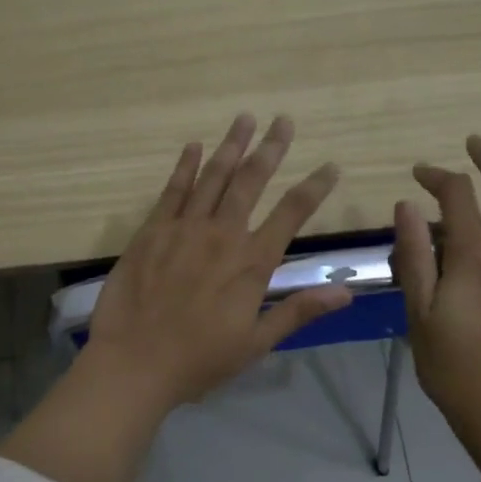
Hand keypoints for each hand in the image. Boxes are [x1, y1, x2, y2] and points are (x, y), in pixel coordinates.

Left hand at [84, 113, 350, 411]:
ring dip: (231, 146)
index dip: (314, 187)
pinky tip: (194, 146)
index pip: (291, 212)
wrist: (135, 362)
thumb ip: (299, 312)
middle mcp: (222, 235)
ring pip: (213, 177)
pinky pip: (172, 190)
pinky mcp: (151, 231)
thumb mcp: (256, 343)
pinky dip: (185, 166)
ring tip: (245, 119)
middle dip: (270, 148)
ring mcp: (184, 229)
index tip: (331, 166)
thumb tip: (345, 292)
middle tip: (283, 121)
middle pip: (251, 181)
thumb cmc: (199, 361)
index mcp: (251, 263)